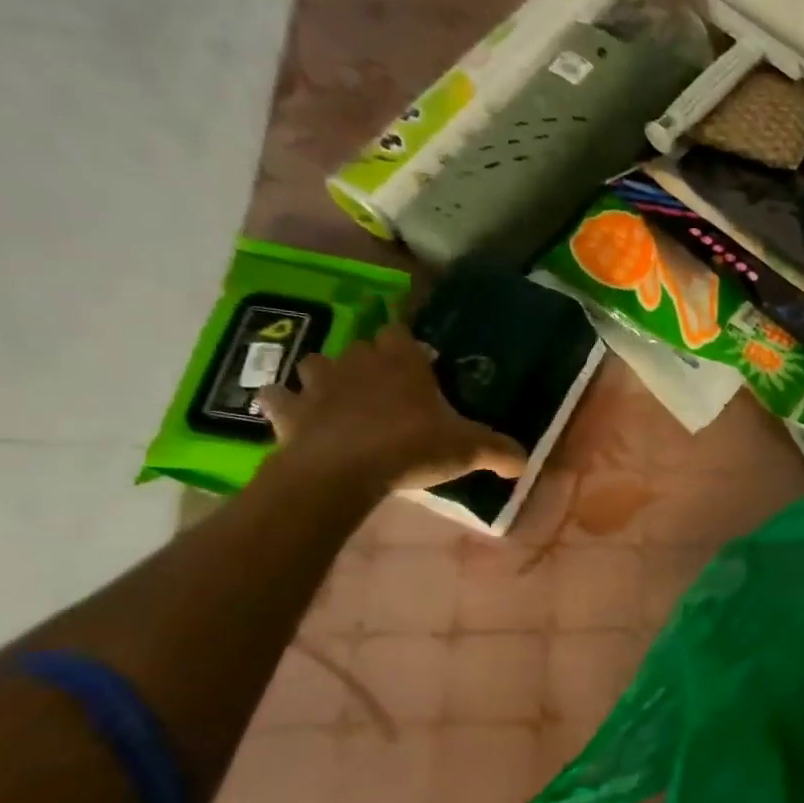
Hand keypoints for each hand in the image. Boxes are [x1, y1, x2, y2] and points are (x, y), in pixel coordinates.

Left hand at [257, 324, 526, 492]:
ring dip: (324, 376)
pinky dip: (283, 403)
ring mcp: (318, 383)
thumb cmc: (412, 446)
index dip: (407, 343)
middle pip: (359, 346)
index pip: (400, 331)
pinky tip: (293, 417)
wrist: (343, 470)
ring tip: (338, 398)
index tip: (418, 360)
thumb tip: (526, 462)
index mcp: (402, 361)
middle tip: (385, 387)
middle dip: (369, 360)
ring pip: (315, 363)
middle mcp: (358, 361)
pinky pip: (277, 397)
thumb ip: (500, 451)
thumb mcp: (469, 449)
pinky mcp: (287, 410)